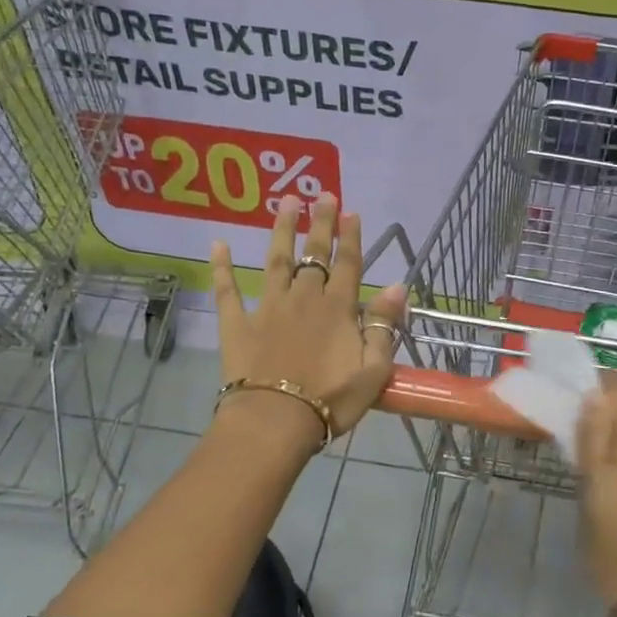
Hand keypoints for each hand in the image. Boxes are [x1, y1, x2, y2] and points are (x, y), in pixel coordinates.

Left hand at [209, 194, 408, 450]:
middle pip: (314, 254)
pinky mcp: (237, 324)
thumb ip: (385, 326)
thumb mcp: (374, 369)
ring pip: (276, 260)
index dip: (351, 238)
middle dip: (321, 223)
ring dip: (281, 229)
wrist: (274, 421)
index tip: (352, 212)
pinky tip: (218, 243)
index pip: (348, 265)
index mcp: (338, 310)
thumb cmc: (330, 400)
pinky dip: (222, 267)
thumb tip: (398, 286)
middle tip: (324, 194)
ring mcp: (268, 308)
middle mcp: (304, 299)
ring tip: (286, 201)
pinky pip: (227, 290)